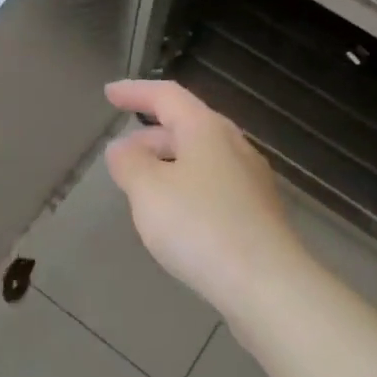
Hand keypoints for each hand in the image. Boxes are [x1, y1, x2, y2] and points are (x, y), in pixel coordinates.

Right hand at [103, 80, 309, 317]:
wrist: (267, 284)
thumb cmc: (200, 227)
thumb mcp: (148, 191)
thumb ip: (129, 163)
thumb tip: (122, 148)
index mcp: (207, 130)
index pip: (167, 96)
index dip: (135, 92)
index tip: (109, 94)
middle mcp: (233, 146)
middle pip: (187, 126)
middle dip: (151, 134)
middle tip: (121, 152)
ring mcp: (250, 180)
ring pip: (201, 158)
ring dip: (168, 163)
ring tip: (142, 185)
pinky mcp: (257, 213)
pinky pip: (213, 185)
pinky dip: (186, 187)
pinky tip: (175, 215)